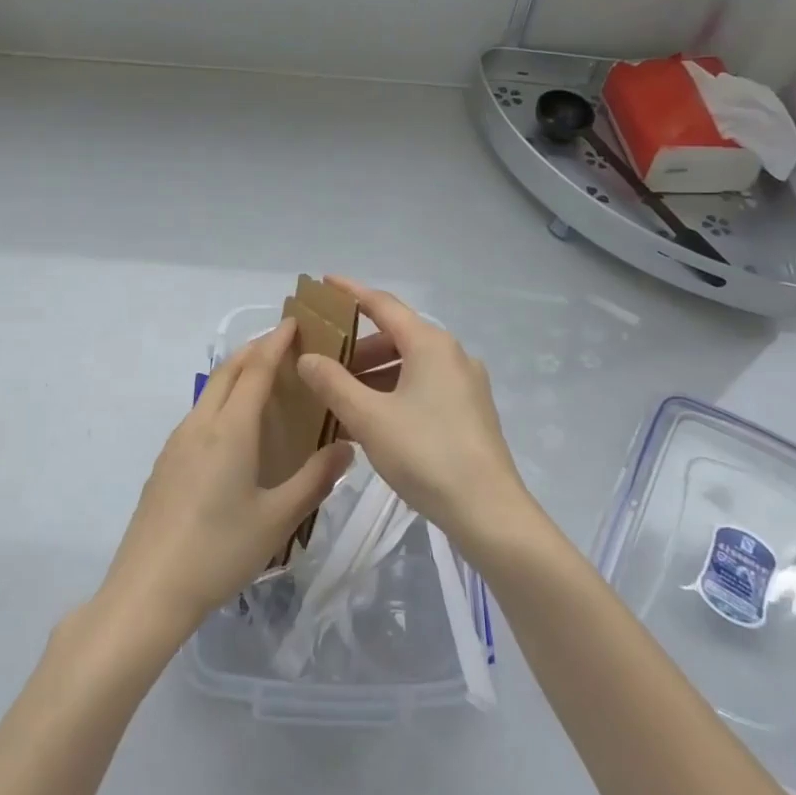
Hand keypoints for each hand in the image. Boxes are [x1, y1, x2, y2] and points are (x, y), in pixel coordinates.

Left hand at [100, 318, 353, 643]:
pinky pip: (199, 414)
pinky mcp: (165, 463)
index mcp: (230, 430)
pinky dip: (222, 400)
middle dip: (255, 349)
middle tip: (285, 343)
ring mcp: (176, 443)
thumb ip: (315, 480)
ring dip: (237, 374)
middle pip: (228, 371)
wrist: (148, 590)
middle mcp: (200, 425)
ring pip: (210, 391)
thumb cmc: (220, 551)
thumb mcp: (278, 519)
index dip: (276, 342)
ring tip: (265, 380)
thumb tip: (347, 447)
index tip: (295, 322)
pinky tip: (235, 429)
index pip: (255, 369)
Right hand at [296, 277, 532, 552]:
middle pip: (397, 336)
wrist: (488, 511)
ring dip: (374, 374)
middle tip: (322, 359)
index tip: (324, 283)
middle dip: (357, 346)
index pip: (383, 305)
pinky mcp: (470, 411)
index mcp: (430, 344)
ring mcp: (465, 383)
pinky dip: (393, 392)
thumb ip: (333, 383)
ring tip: (340, 395)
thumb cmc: (425, 454)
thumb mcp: (369, 418)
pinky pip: (423, 387)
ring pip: (410, 365)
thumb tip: (307, 357)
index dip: (351, 292)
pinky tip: (371, 419)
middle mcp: (452, 354)